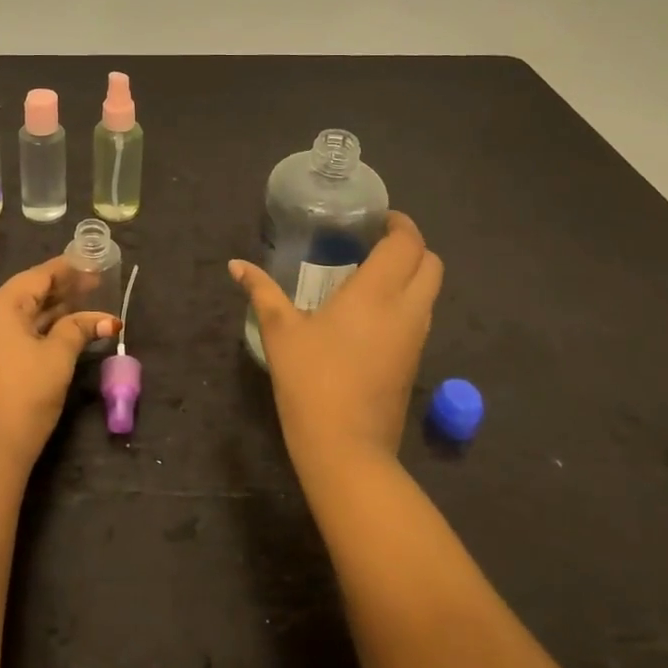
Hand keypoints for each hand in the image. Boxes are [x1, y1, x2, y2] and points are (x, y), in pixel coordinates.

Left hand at [0, 256, 118, 466]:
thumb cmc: (25, 394)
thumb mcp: (58, 357)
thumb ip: (80, 329)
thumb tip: (107, 321)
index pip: (38, 276)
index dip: (68, 270)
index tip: (93, 264)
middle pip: (27, 294)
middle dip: (62, 291)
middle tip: (96, 285)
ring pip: (20, 316)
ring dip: (51, 312)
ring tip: (85, 306)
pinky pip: (11, 334)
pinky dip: (37, 330)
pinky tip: (62, 331)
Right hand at [229, 211, 443, 463]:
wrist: (346, 448)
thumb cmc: (311, 381)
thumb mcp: (281, 332)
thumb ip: (261, 292)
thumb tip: (236, 264)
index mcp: (377, 293)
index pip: (407, 243)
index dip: (400, 224)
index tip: (377, 219)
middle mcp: (406, 309)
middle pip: (431, 263)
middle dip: (411, 246)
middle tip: (376, 242)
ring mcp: (416, 338)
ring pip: (430, 291)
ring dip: (411, 274)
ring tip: (372, 272)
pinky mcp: (414, 362)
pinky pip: (420, 316)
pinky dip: (407, 300)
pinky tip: (371, 311)